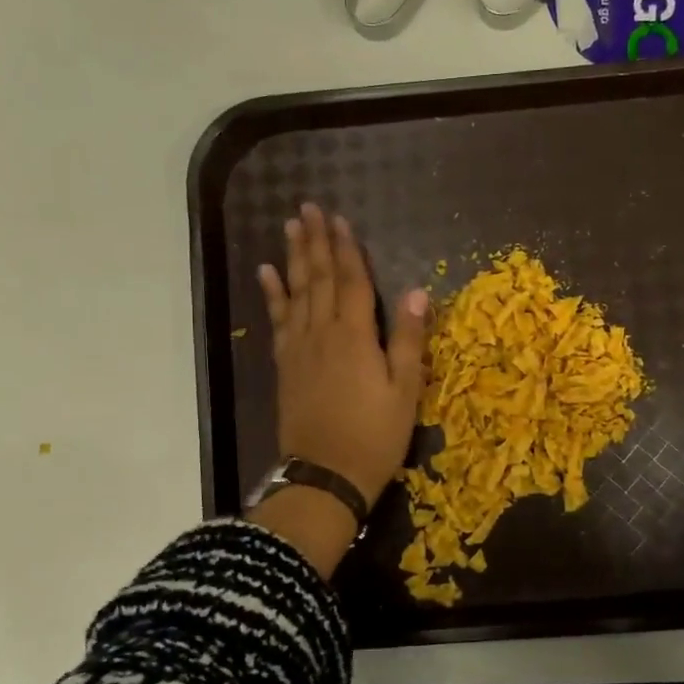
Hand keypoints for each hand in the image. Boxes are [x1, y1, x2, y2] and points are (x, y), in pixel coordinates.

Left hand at [257, 202, 428, 510]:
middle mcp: (323, 333)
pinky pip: (278, 321)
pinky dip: (272, 295)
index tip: (339, 219)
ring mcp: (300, 349)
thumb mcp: (405, 391)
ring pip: (296, 292)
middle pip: (319, 279)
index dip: (347, 249)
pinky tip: (267, 274)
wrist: (326, 475)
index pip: (352, 282)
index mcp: (356, 337)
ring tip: (289, 227)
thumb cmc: (375, 436)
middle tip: (308, 207)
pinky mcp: (285, 366)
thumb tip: (417, 292)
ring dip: (293, 257)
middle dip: (315, 241)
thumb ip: (408, 340)